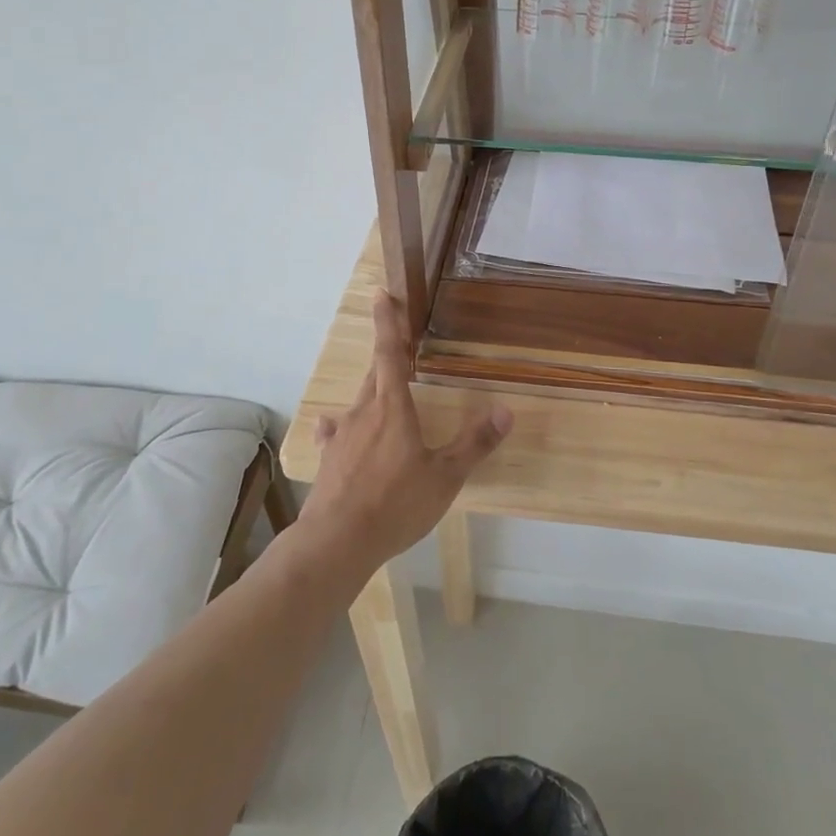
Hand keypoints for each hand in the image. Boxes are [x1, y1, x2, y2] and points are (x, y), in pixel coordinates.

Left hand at [296, 292, 512, 572]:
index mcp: (392, 409)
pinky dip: (341, 425)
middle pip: (374, 374)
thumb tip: (506, 411)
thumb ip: (475, 444)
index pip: (390, 354)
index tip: (380, 294)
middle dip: (386, 355)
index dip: (388, 323)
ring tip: (380, 391)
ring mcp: (342, 436)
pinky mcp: (329, 458)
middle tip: (397, 342)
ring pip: (358, 402)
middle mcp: (363, 413)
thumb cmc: (396, 504)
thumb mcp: (445, 477)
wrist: (337, 541)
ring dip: (370, 391)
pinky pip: (336, 432)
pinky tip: (335, 428)